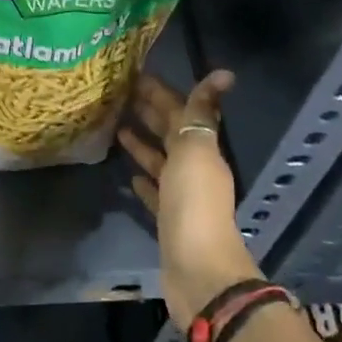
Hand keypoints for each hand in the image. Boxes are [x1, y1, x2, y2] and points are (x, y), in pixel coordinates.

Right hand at [118, 71, 261, 330]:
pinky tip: (130, 177)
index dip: (161, 92)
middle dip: (150, 112)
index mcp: (203, 149)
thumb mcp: (196, 150)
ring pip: (160, 161)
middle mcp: (194, 169)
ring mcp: (181, 196)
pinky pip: (155, 193)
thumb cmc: (193, 203)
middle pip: (171, 134)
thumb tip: (223, 74)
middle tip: (120, 95)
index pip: (181, 111)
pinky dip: (145, 181)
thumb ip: (201, 113)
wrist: (196, 267)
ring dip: (143, 144)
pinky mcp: (167, 220)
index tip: (134, 74)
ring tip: (117, 128)